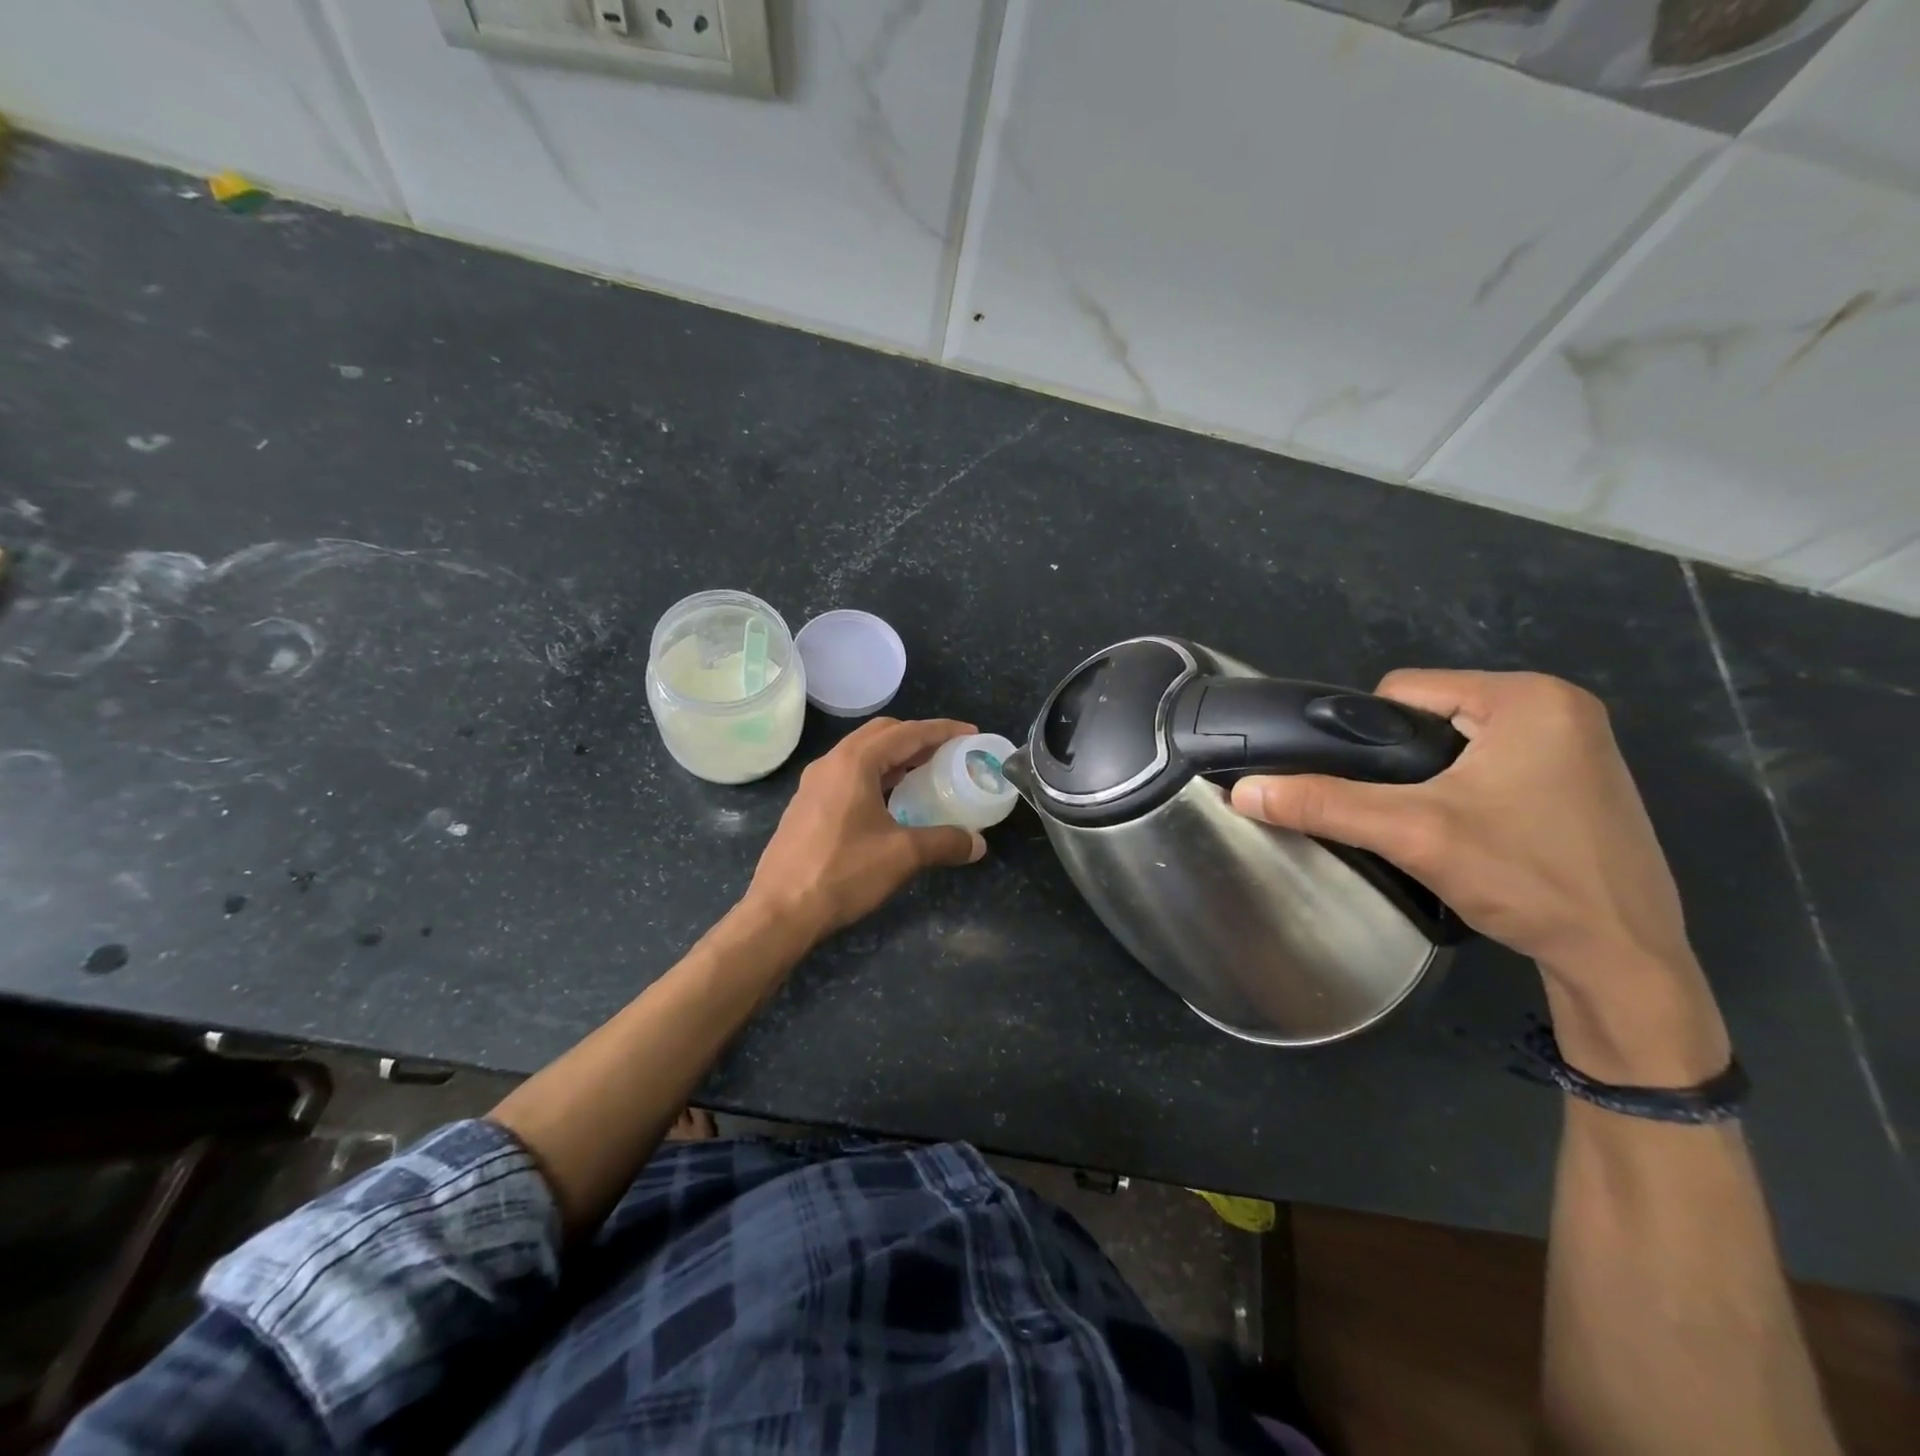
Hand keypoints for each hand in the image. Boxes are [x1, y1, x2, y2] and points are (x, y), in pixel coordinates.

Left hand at [745, 717, 987, 940]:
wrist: (780, 911)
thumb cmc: (843, 873)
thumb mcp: (903, 855)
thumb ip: (945, 842)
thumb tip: (978, 844)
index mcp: (855, 762)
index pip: (907, 732)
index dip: (942, 731)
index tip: (970, 733)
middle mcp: (831, 763)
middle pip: (881, 734)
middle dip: (917, 737)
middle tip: (947, 753)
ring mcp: (814, 784)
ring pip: (862, 754)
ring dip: (895, 757)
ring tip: (924, 774)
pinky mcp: (806, 806)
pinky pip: (848, 775)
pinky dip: (876, 776)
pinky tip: (890, 802)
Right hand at [1228, 671, 1728, 1080]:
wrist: (1623, 962)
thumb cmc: (1526, 878)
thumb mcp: (1412, 833)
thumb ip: (1323, 804)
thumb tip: (1242, 791)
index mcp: (1528, 696)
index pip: (1403, 690)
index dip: (1366, 736)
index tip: (1370, 790)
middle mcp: (1560, 706)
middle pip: (1430, 715)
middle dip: (1400, 762)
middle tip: (1400, 815)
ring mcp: (1577, 744)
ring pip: (1457, 742)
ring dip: (1429, 778)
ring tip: (1429, 827)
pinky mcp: (1581, 781)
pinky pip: (1492, 764)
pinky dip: (1464, 790)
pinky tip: (1467, 833)